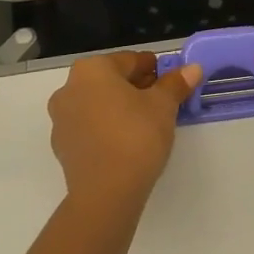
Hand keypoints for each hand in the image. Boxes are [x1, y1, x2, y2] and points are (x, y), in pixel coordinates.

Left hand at [47, 52, 201, 204]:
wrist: (105, 193)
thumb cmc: (136, 136)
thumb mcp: (163, 106)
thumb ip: (176, 84)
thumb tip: (192, 68)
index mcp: (92, 69)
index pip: (130, 60)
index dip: (154, 69)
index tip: (172, 81)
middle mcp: (69, 87)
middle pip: (111, 80)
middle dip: (137, 88)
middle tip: (163, 101)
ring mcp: (61, 118)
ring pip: (98, 103)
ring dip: (121, 107)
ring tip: (147, 123)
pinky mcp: (62, 146)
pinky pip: (90, 127)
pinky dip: (107, 128)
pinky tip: (126, 142)